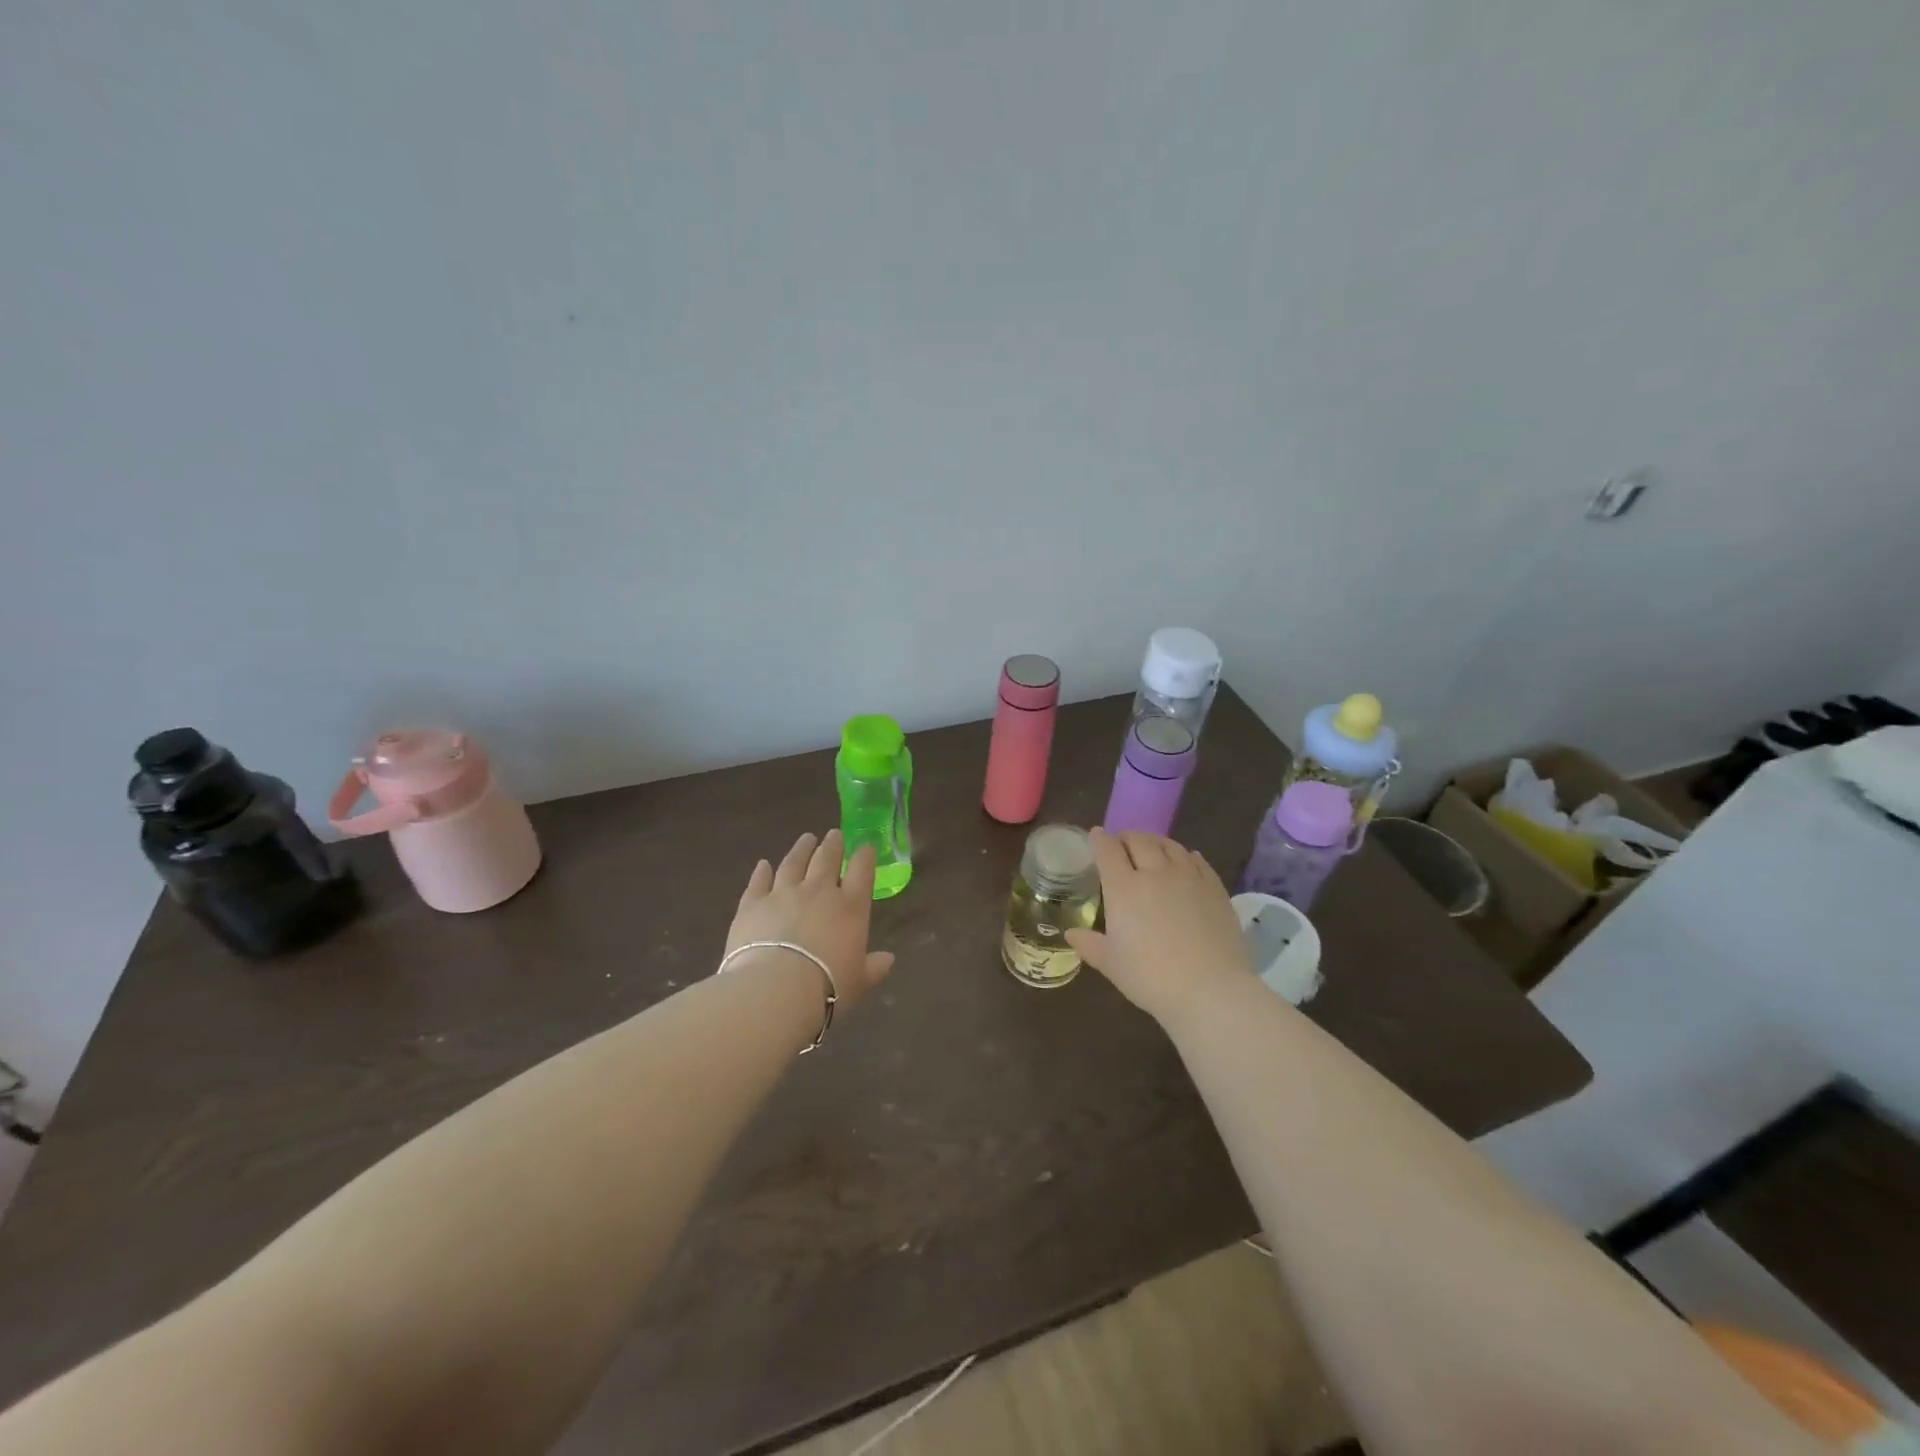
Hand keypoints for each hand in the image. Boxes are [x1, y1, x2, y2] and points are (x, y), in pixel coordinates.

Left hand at [726, 830, 895, 1009]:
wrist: (775, 990)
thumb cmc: (827, 987)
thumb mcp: (859, 982)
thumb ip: (873, 967)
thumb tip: (888, 960)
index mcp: (851, 907)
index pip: (862, 871)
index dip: (865, 856)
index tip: (865, 846)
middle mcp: (819, 891)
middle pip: (827, 859)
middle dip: (833, 845)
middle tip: (834, 835)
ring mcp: (783, 893)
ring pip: (794, 863)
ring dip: (801, 849)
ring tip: (806, 839)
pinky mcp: (752, 903)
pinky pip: (759, 881)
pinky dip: (762, 871)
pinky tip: (763, 864)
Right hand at [1065, 828, 1250, 1026]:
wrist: (1210, 990)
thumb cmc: (1151, 977)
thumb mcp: (1111, 964)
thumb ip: (1089, 944)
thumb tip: (1071, 934)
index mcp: (1124, 888)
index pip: (1108, 850)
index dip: (1100, 840)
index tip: (1096, 835)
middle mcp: (1155, 873)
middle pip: (1139, 840)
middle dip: (1127, 837)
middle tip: (1122, 844)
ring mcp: (1188, 878)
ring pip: (1170, 845)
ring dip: (1155, 842)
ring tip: (1152, 848)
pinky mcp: (1215, 888)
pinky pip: (1198, 860)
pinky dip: (1185, 855)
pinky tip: (1185, 860)